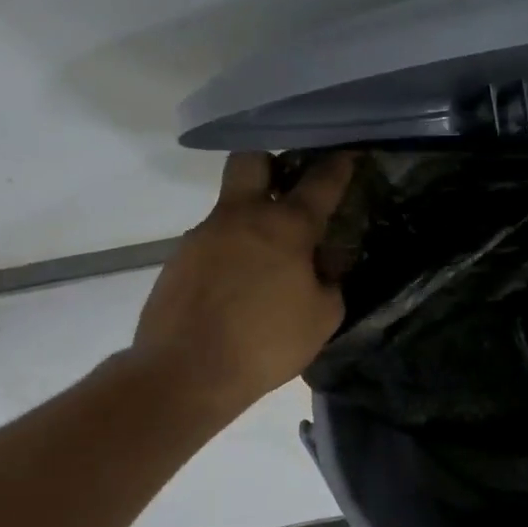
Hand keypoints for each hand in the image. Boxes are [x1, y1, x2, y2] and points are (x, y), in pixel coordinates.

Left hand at [133, 151, 353, 407]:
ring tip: (267, 262)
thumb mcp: (323, 317)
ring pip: (230, 205)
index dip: (339, 164)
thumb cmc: (266, 343)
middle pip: (252, 160)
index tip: (348, 154)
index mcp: (286, 226)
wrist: (185, 373)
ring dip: (251, 219)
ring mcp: (204, 234)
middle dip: (272, 164)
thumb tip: (324, 264)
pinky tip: (238, 288)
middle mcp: (242, 217)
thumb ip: (330, 280)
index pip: (320, 181)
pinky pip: (212, 241)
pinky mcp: (178, 259)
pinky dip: (230, 252)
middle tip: (288, 189)